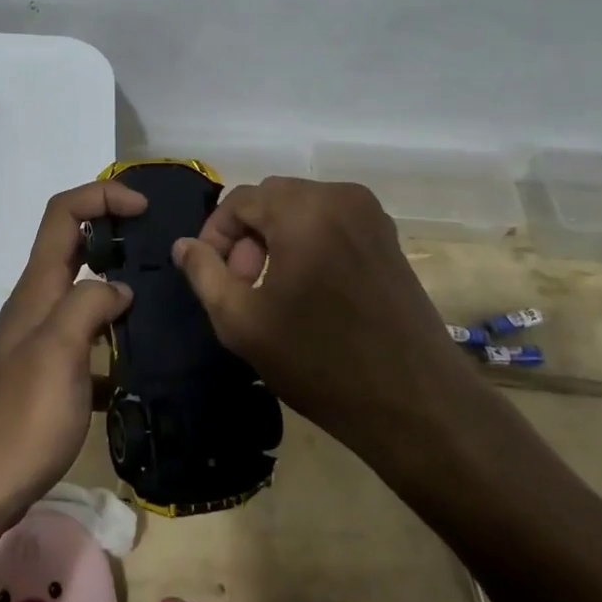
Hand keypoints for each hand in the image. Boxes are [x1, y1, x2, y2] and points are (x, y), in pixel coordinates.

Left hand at [0, 181, 144, 529]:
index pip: (64, 213)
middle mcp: (38, 302)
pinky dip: (116, 337)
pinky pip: (90, 339)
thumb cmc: (22, 417)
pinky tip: (145, 362)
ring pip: (84, 291)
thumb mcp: (60, 350)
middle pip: (75, 244)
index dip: (101, 196)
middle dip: (115, 232)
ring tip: (163, 298)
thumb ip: (89, 304)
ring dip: (119, 284)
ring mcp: (43, 339)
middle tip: (160, 247)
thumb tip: (120, 288)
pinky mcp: (52, 374)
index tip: (144, 208)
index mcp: (38, 286)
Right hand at [172, 177, 509, 479]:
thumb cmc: (322, 362)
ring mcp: (371, 214)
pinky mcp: (388, 237)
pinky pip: (330, 222)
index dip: (215, 235)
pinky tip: (308, 291)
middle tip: (242, 288)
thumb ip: (204, 274)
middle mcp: (340, 196)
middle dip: (246, 238)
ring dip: (275, 240)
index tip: (211, 276)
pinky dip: (308, 243)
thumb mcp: (243, 322)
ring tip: (271, 292)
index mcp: (304, 208)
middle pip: (271, 200)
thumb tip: (183, 245)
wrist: (418, 406)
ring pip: (301, 210)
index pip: (239, 200)